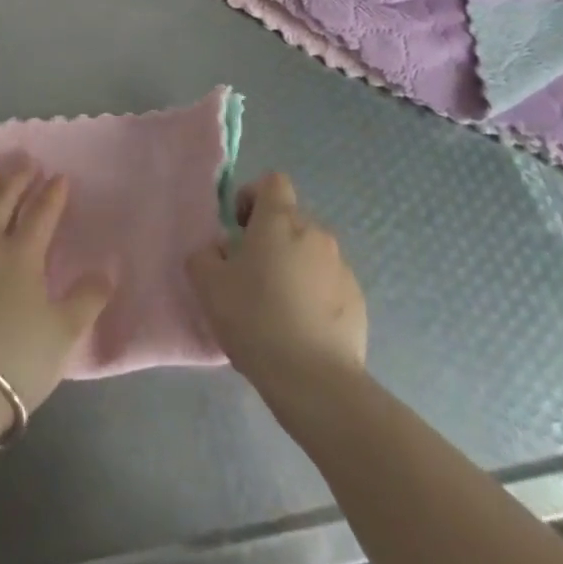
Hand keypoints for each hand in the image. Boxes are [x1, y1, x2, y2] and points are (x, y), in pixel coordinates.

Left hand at [0, 158, 113, 416]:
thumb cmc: (16, 359)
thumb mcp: (63, 333)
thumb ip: (87, 299)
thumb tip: (109, 271)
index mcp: (23, 253)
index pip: (42, 212)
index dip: (53, 193)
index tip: (60, 176)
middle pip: (3, 199)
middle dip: (17, 176)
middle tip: (25, 158)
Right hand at [185, 172, 366, 393]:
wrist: (315, 381)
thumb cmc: (256, 320)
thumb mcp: (208, 286)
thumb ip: (205, 255)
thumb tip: (219, 251)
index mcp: (279, 221)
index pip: (273, 182)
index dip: (253, 197)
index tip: (240, 228)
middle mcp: (315, 234)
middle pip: (290, 221)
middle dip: (270, 240)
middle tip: (250, 276)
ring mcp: (342, 267)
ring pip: (310, 254)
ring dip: (293, 268)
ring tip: (276, 309)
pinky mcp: (358, 300)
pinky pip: (328, 285)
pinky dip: (314, 296)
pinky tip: (300, 330)